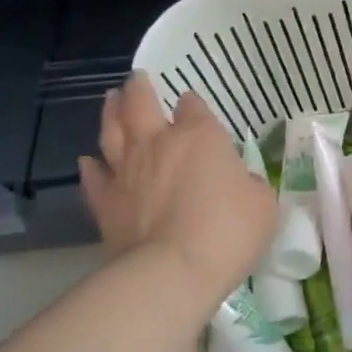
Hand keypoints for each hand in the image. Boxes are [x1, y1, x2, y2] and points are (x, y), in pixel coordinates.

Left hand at [79, 74, 276, 301]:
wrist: (171, 272)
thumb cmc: (228, 232)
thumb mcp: (263, 205)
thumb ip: (251, 186)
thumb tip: (241, 184)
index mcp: (200, 136)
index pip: (194, 106)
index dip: (194, 104)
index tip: (192, 104)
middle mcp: (159, 144)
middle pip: (141, 104)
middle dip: (140, 88)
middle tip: (136, 78)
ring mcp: (126, 171)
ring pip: (112, 131)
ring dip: (111, 113)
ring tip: (111, 99)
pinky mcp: (105, 203)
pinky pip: (94, 179)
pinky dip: (91, 167)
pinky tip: (88, 161)